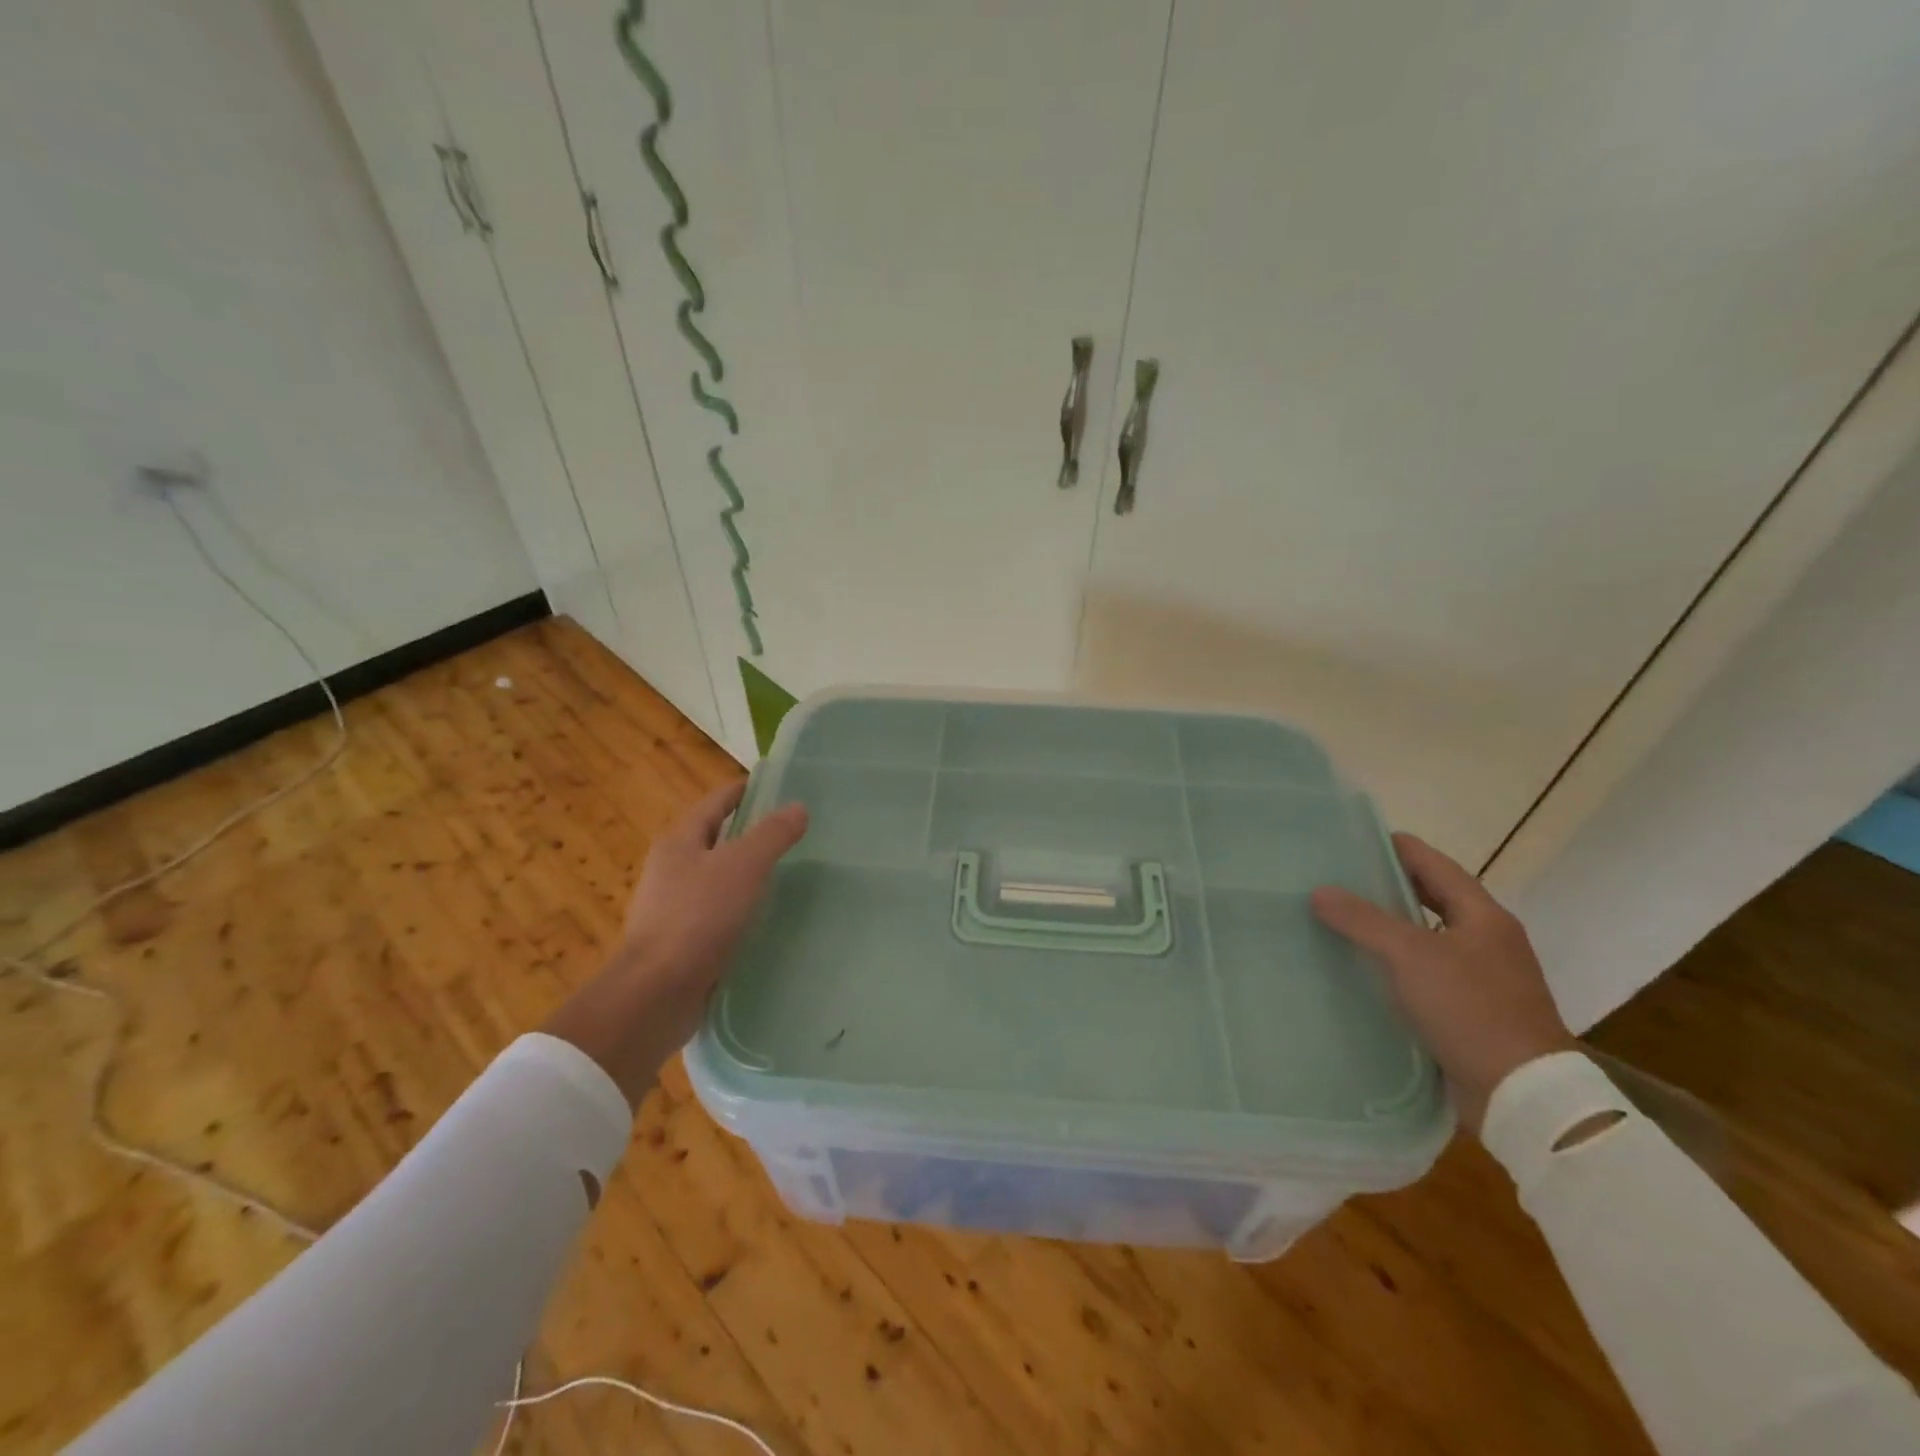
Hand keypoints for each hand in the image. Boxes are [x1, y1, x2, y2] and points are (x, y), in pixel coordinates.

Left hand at [544, 781, 807, 1106]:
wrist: (656, 992)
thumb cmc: (698, 917)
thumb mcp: (743, 866)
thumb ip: (772, 835)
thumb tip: (798, 806)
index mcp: (680, 840)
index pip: (717, 802)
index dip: (746, 790)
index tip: (778, 786)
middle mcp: (671, 867)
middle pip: (715, 837)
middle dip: (749, 831)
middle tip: (792, 830)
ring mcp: (673, 905)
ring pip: (716, 877)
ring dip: (745, 872)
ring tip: (786, 872)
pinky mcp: (681, 940)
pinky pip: (716, 911)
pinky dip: (740, 906)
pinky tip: (763, 916)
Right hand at [1311, 833, 1574, 1132]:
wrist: (1521, 1094)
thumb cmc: (1470, 1009)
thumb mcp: (1410, 955)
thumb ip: (1364, 919)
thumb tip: (1320, 891)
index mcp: (1484, 917)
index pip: (1436, 866)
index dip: (1399, 848)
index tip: (1357, 838)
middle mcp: (1487, 941)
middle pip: (1434, 900)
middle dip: (1390, 886)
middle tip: (1341, 877)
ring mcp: (1482, 979)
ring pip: (1428, 938)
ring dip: (1391, 928)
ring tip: (1342, 919)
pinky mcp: (1471, 1012)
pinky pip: (1426, 974)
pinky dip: (1397, 965)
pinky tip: (1364, 970)